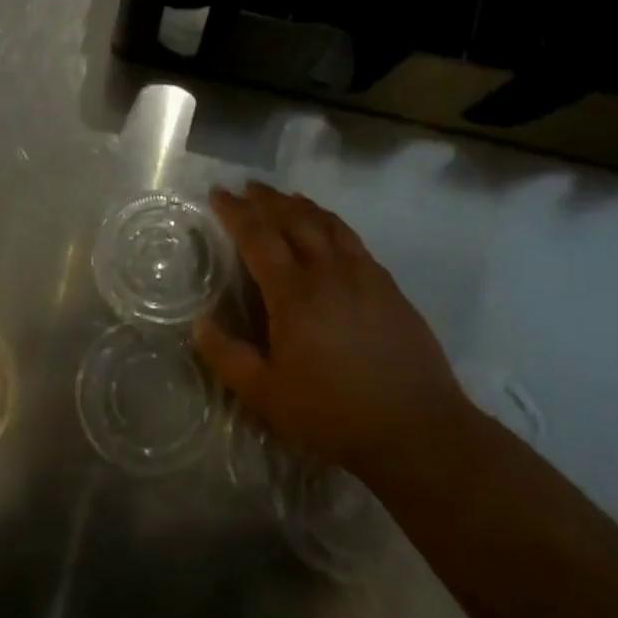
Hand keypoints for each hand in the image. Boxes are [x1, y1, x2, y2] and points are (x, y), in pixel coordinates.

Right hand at [193, 182, 468, 486]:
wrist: (417, 429)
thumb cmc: (334, 414)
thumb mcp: (266, 396)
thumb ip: (227, 357)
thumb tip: (200, 323)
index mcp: (294, 294)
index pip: (258, 237)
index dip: (235, 212)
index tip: (219, 194)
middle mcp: (328, 272)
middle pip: (294, 219)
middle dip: (267, 199)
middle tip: (247, 188)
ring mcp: (364, 275)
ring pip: (327, 223)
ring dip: (300, 205)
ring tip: (283, 198)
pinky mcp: (388, 286)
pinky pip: (353, 239)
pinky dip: (331, 223)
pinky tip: (328, 229)